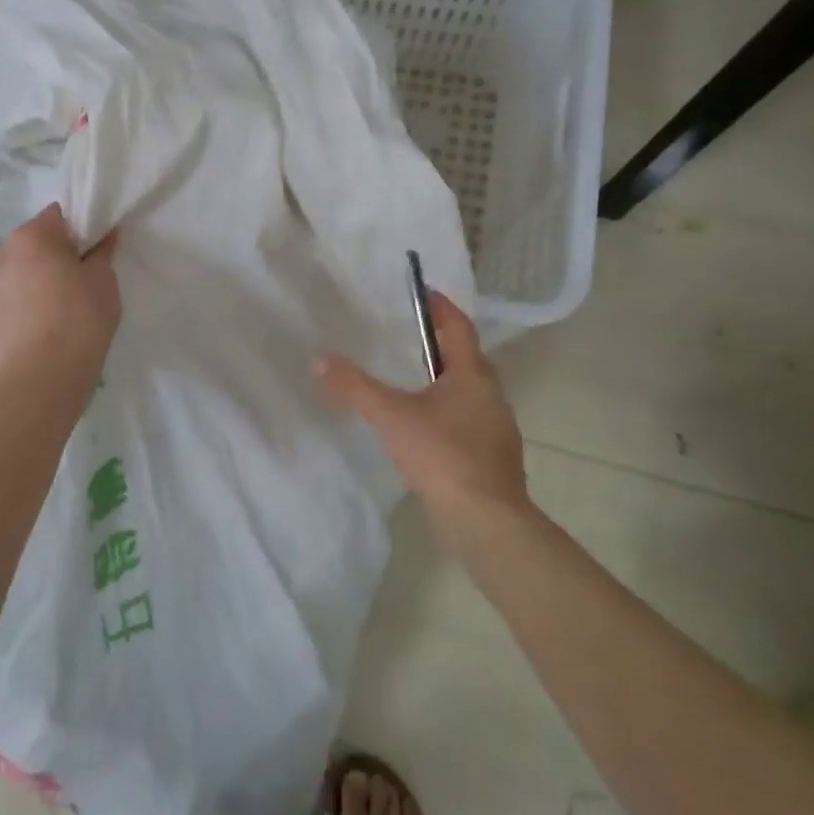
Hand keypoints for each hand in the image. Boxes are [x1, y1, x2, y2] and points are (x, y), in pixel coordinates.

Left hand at [0, 204, 120, 378]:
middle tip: (82, 282)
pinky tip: (44, 336)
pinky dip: (26, 313)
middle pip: (35, 245)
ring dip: (38, 284)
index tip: (95, 252)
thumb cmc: (79, 320)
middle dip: (56, 257)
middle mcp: (2, 256)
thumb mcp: (104, 281)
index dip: (80, 230)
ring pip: (20, 276)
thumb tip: (104, 234)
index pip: (58, 215)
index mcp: (31, 237)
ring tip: (62, 314)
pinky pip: (11, 307)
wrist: (40, 380)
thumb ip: (103, 252)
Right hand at [316, 290, 530, 535]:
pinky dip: (444, 411)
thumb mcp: (392, 416)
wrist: (486, 522)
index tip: (422, 292)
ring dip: (442, 379)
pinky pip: (465, 420)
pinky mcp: (490, 458)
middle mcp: (491, 396)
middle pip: (465, 358)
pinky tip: (421, 427)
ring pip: (466, 392)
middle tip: (407, 332)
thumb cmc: (443, 455)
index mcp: (473, 375)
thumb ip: (355, 387)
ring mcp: (494, 429)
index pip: (459, 327)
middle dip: (439, 343)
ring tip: (409, 378)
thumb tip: (319, 359)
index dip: (441, 307)